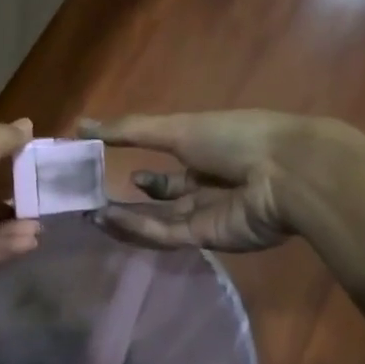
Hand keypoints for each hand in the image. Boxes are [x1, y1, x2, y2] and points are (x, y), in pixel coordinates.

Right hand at [80, 111, 307, 250]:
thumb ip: (128, 130)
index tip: (101, 168)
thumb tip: (79, 125)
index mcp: (206, 154)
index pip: (167, 169)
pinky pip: (166, 233)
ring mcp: (207, 214)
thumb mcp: (176, 128)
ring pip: (158, 219)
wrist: (286, 173)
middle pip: (160, 198)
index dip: (137, 168)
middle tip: (88, 199)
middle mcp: (206, 186)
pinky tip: (109, 218)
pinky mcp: (207, 238)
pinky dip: (138, 227)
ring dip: (125, 217)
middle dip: (127, 198)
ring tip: (90, 213)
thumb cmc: (234, 138)